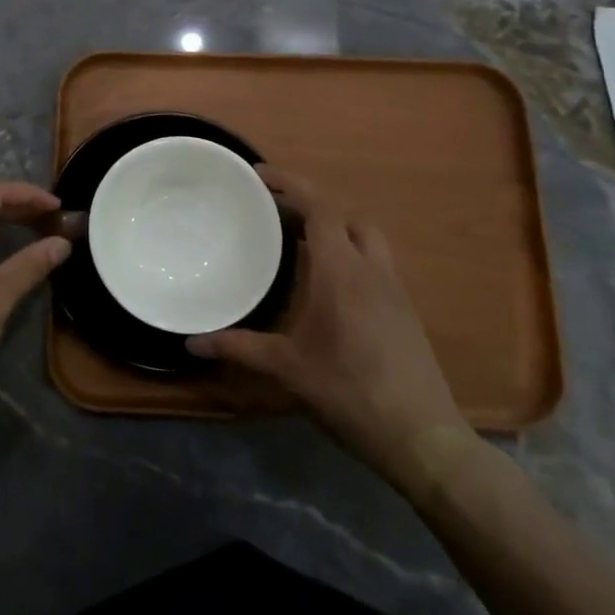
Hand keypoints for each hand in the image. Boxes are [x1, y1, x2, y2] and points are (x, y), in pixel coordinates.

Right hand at [188, 167, 474, 498]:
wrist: (423, 438)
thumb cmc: (351, 393)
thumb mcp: (289, 369)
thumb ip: (240, 348)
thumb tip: (191, 343)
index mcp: (341, 271)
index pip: (320, 208)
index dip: (291, 183)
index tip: (260, 176)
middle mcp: (371, 270)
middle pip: (347, 216)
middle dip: (313, 206)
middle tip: (277, 215)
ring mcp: (394, 290)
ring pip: (368, 238)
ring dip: (337, 229)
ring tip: (303, 245)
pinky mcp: (406, 312)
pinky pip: (377, 264)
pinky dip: (352, 256)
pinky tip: (331, 287)